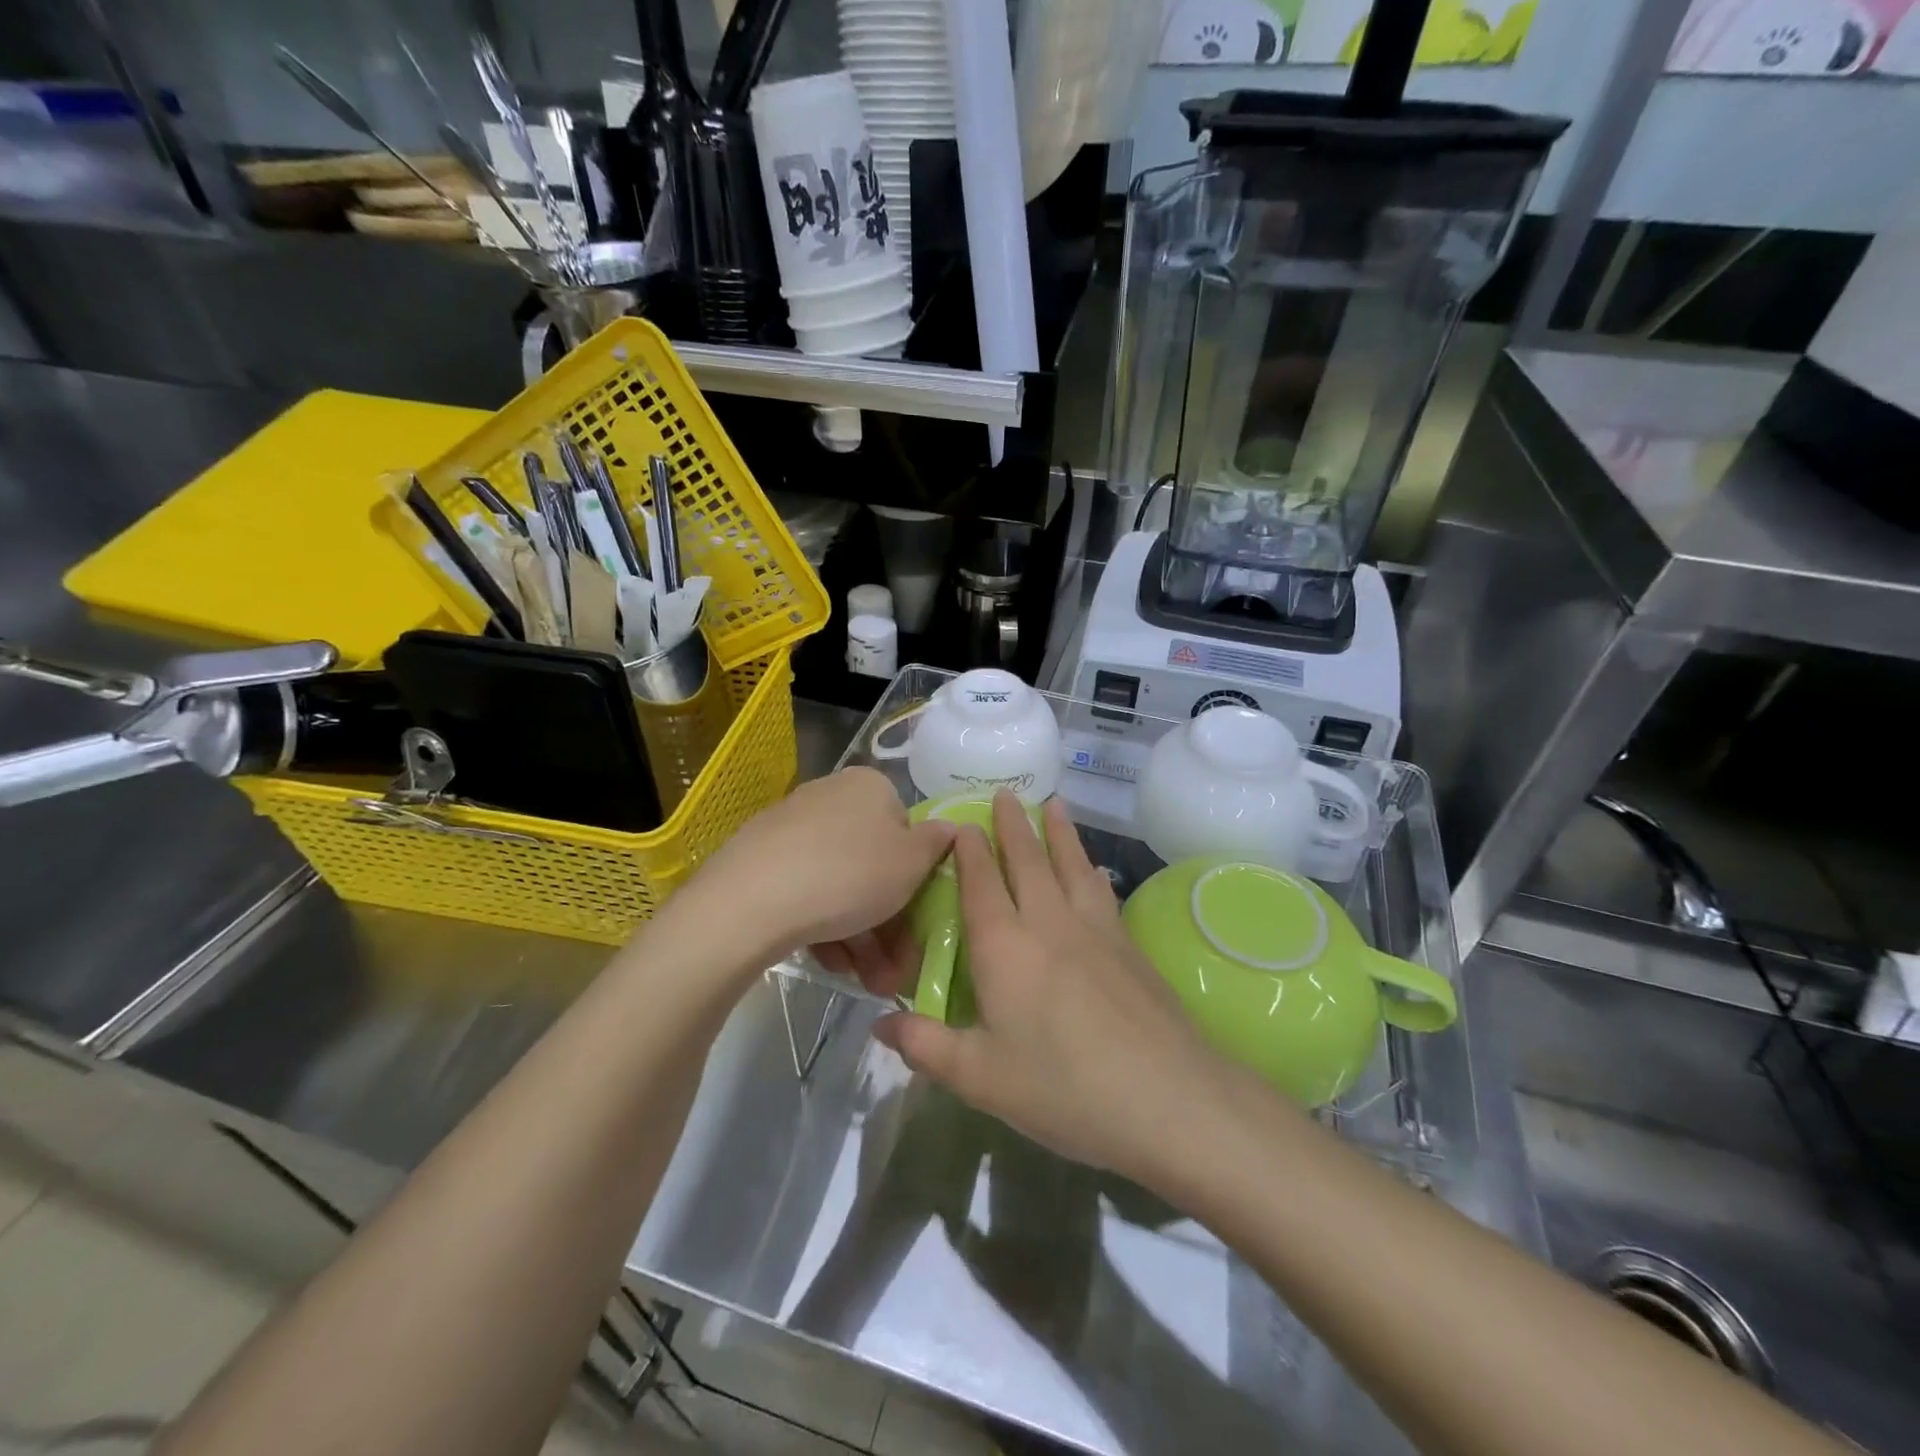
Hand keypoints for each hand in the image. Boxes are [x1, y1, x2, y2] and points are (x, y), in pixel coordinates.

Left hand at [683, 767, 954, 968]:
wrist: (750, 902)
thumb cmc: (849, 875)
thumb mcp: (911, 864)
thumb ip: (938, 844)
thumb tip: (952, 828)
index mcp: (870, 787)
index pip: (907, 831)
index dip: (918, 881)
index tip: (921, 926)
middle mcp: (830, 797)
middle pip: (873, 864)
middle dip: (890, 924)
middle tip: (896, 970)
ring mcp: (791, 828)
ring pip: (841, 884)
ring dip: (862, 936)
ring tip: (868, 982)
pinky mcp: (760, 860)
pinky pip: (807, 891)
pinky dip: (825, 927)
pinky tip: (832, 964)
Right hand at [873, 791, 1239, 1181]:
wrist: (1166, 1096)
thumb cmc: (1063, 1088)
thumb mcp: (981, 1077)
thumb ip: (926, 1045)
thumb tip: (879, 1023)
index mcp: (1004, 947)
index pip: (981, 885)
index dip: (969, 852)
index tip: (963, 824)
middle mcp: (1048, 923)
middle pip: (1027, 861)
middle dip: (1013, 825)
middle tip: (1006, 793)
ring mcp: (1095, 930)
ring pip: (1071, 865)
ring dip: (1059, 832)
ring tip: (1054, 803)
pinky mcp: (1129, 945)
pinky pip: (1101, 891)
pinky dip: (1092, 870)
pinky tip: (1095, 869)